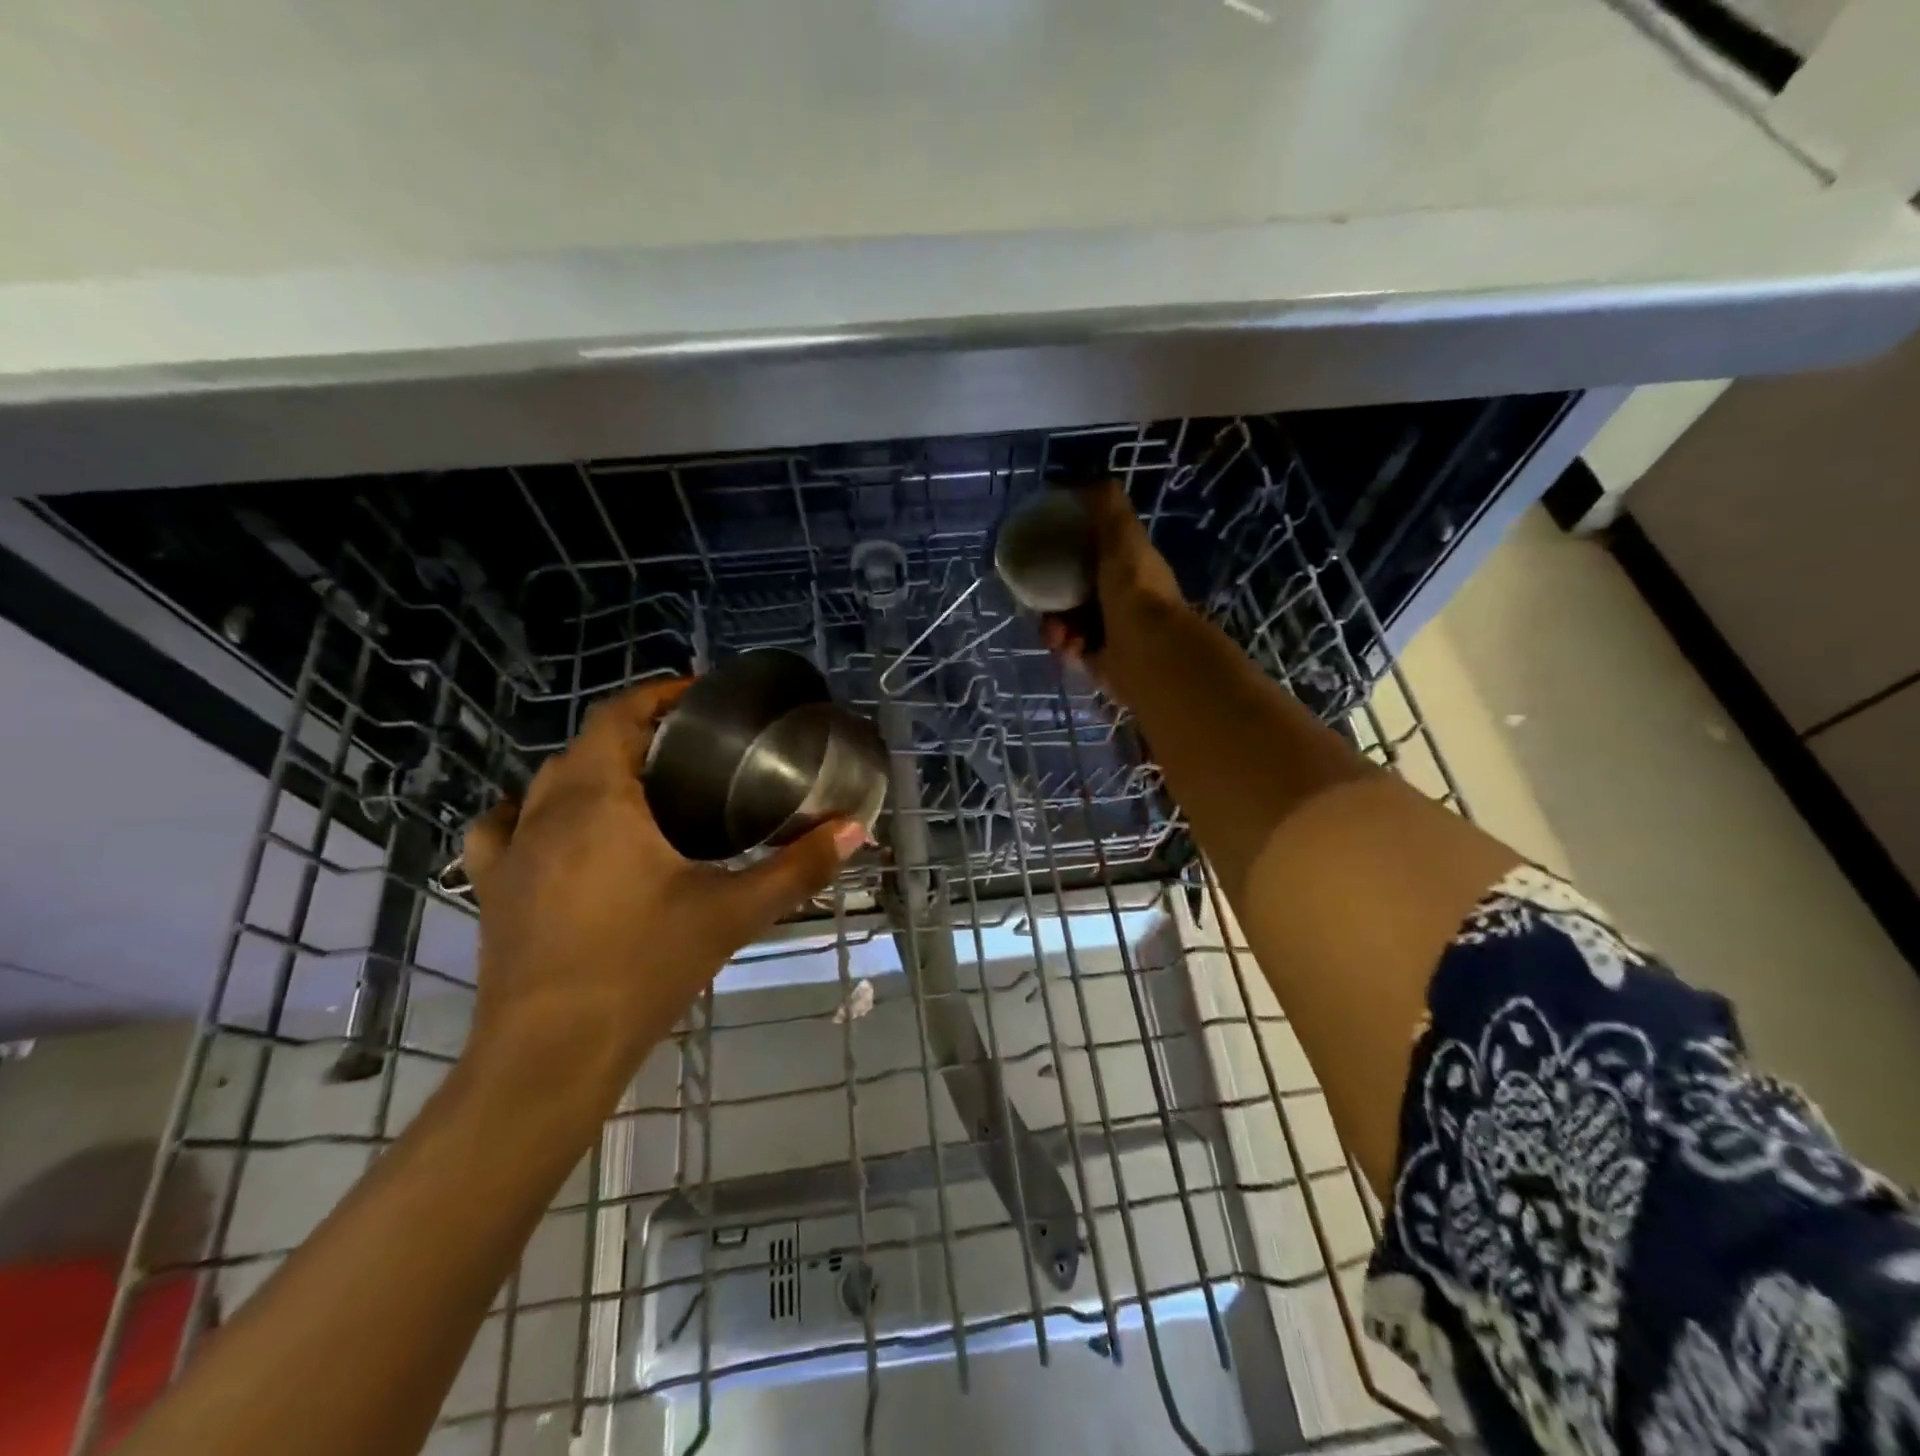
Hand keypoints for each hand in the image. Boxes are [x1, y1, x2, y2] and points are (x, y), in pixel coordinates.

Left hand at [458, 678, 864, 1107]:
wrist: (551, 1055)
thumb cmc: (643, 967)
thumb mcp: (732, 913)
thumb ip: (796, 868)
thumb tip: (854, 830)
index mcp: (600, 800)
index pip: (619, 716)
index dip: (658, 695)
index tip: (699, 694)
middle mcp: (546, 811)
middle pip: (588, 745)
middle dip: (636, 733)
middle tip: (691, 749)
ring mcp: (510, 851)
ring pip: (547, 782)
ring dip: (590, 771)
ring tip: (636, 787)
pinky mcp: (492, 890)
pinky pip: (503, 829)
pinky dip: (530, 815)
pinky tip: (555, 833)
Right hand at [1038, 480, 1187, 672]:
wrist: (1147, 652)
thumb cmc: (1134, 590)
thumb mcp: (1121, 535)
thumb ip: (1106, 506)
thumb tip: (1085, 482)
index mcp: (1130, 568)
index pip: (1094, 554)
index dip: (1069, 552)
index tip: (1046, 552)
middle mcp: (1123, 599)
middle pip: (1074, 590)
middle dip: (1053, 594)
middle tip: (1040, 598)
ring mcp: (1112, 632)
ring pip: (1067, 621)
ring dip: (1055, 625)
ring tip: (1057, 632)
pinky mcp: (1100, 662)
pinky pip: (1069, 649)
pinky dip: (1065, 646)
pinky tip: (1069, 646)